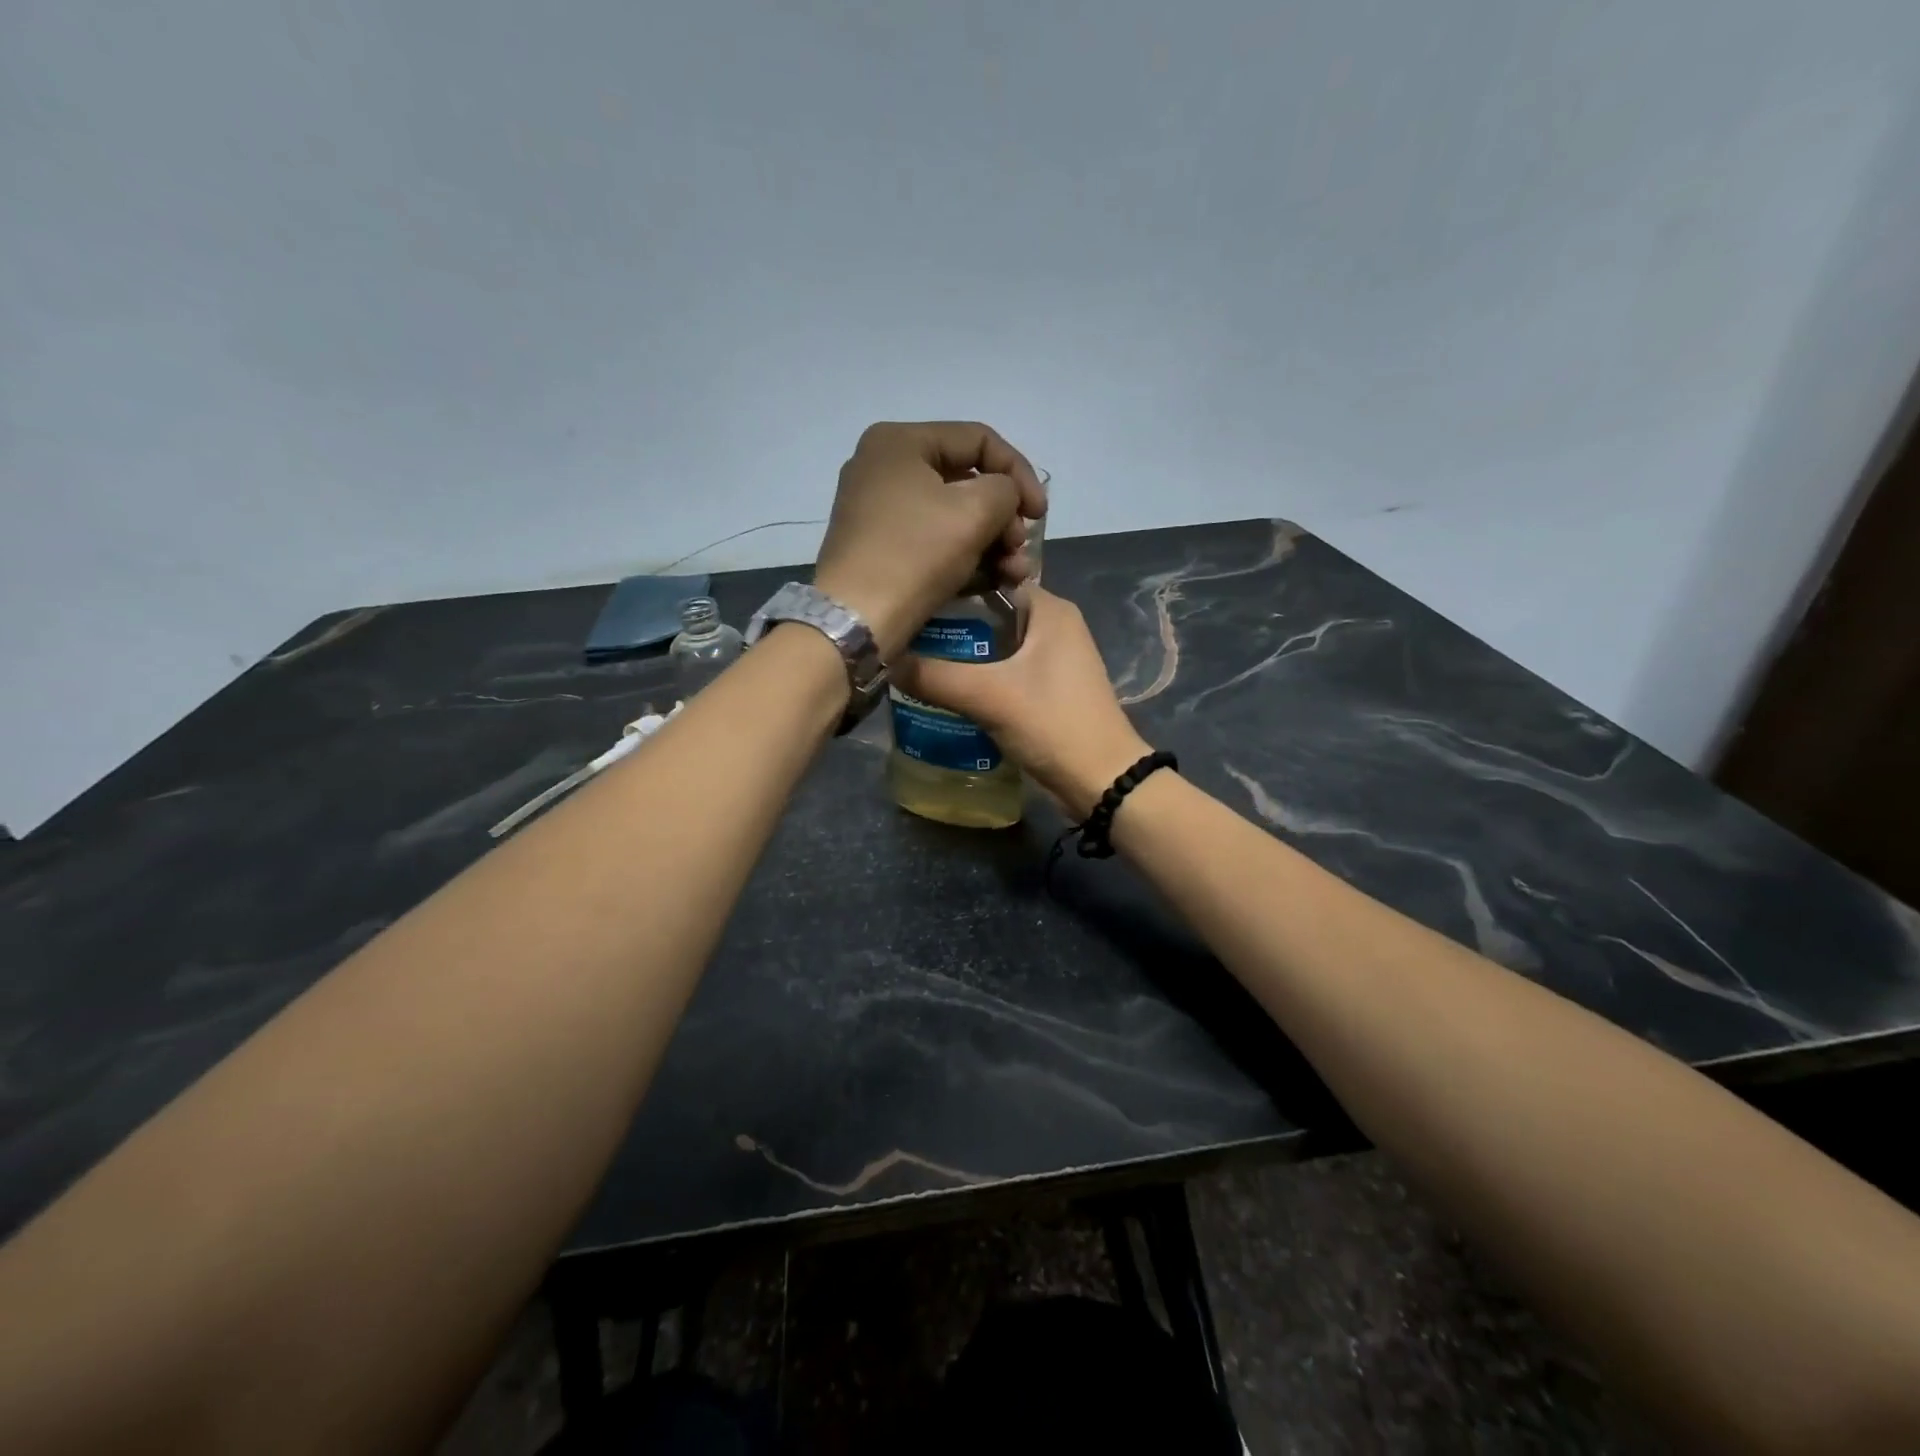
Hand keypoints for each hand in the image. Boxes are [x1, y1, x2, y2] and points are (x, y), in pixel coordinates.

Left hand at [813, 421, 1046, 661]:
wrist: (857, 618)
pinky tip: (994, 583)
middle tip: (1020, 548)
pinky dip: (965, 559)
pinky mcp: (881, 550)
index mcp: (899, 442)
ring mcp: (879, 511)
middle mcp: (884, 468)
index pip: (978, 440)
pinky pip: (933, 543)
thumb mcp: (974, 512)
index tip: (1041, 514)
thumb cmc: (915, 554)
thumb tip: (1004, 498)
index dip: (1020, 472)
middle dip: (1004, 517)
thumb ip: (1005, 490)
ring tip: (1015, 574)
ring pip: (952, 517)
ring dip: (992, 544)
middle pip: (965, 481)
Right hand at [891, 588, 1151, 819]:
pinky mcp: (1047, 689)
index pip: (991, 578)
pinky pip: (1003, 671)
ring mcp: (1052, 659)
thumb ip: (934, 676)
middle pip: (989, 613)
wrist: (1100, 780)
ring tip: (912, 658)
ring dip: (960, 654)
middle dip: (949, 624)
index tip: (911, 599)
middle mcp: (1053, 625)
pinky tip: (943, 688)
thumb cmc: (1052, 723)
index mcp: (1049, 609)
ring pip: (995, 646)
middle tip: (904, 632)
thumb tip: (884, 661)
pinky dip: (976, 676)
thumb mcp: (988, 696)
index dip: (951, 586)